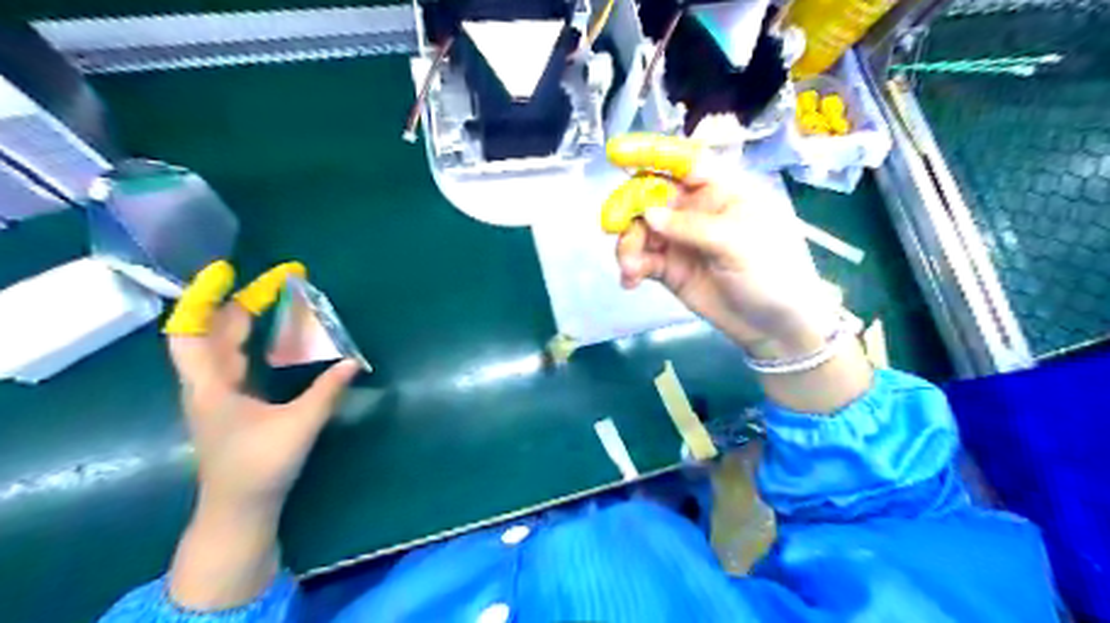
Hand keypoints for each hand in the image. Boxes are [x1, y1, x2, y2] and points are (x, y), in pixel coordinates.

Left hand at [163, 261, 360, 506]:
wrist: (239, 508)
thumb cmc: (261, 466)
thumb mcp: (300, 426)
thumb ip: (327, 391)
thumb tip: (353, 361)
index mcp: (211, 386)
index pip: (192, 331)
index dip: (205, 298)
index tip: (228, 270)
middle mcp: (207, 384)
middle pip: (212, 331)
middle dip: (241, 302)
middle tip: (278, 284)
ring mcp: (216, 394)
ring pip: (222, 345)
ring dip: (245, 320)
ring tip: (275, 300)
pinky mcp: (230, 403)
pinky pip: (235, 359)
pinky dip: (250, 340)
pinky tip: (273, 337)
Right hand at [604, 136, 837, 359]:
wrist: (775, 326)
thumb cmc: (772, 273)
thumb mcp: (738, 244)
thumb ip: (692, 227)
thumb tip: (647, 213)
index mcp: (722, 190)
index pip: (683, 162)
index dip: (650, 154)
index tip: (616, 154)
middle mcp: (696, 209)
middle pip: (651, 194)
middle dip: (629, 207)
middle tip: (613, 226)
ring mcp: (679, 239)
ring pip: (640, 228)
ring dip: (627, 243)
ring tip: (630, 267)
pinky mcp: (669, 267)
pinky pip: (641, 259)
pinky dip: (631, 266)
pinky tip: (630, 281)